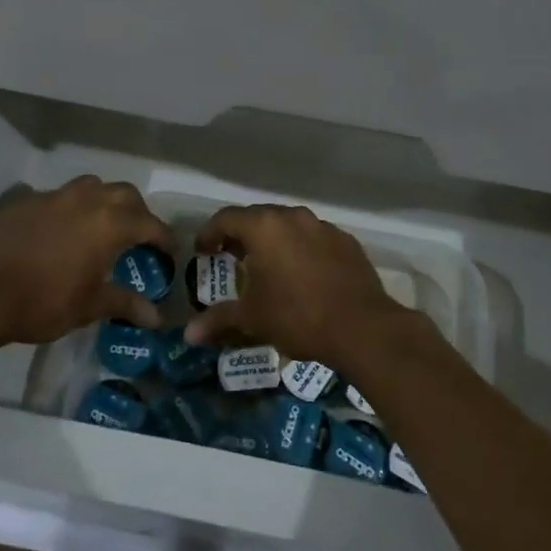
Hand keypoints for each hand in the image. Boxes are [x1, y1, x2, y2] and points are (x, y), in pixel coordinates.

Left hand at [0, 177, 176, 350]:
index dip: (163, 238)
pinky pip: (59, 196)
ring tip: (101, 226)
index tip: (169, 252)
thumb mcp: (88, 307)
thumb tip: (156, 316)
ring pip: (91, 186)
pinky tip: (61, 231)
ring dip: (104, 201)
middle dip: (138, 212)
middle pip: (124, 194)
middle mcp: (86, 200)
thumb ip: (124, 303)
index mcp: (109, 224)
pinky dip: (71, 208)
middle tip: (137, 236)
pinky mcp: (26, 200)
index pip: (149, 224)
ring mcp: (54, 196)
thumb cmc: (42, 302)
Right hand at [185, 204, 432, 372]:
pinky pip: (314, 238)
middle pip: (258, 217)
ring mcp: (323, 226)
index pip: (226, 218)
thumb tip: (189, 333)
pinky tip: (302, 274)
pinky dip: (301, 249)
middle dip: (241, 235)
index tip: (202, 252)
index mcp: (264, 227)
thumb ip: (218, 319)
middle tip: (231, 258)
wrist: (362, 326)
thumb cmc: (297, 316)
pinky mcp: (346, 241)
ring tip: (267, 266)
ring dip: (273, 241)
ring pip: (288, 226)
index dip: (209, 233)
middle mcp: (293, 217)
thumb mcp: (253, 318)